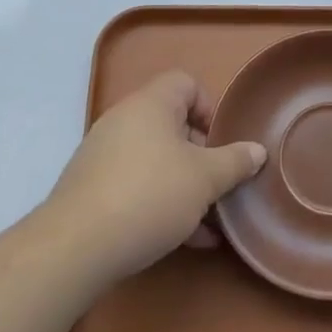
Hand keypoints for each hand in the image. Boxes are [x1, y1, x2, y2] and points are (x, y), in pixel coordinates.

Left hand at [47, 70, 265, 284]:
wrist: (75, 248)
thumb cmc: (149, 196)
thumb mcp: (205, 180)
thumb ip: (234, 162)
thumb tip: (257, 150)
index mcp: (150, 104)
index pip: (185, 83)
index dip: (209, 107)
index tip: (222, 143)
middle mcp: (124, 121)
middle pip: (172, 124)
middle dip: (202, 155)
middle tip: (219, 184)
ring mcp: (103, 155)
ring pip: (156, 160)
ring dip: (185, 185)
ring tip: (209, 221)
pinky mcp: (92, 190)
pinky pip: (136, 186)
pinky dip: (161, 203)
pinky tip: (185, 240)